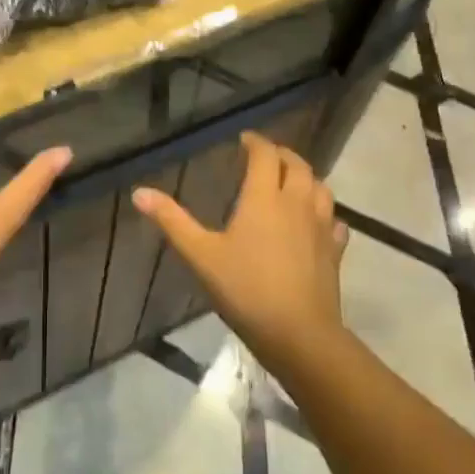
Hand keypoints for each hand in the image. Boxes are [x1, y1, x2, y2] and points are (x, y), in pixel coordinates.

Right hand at [133, 132, 348, 368]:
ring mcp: (321, 227)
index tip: (244, 140)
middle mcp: (297, 203)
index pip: (265, 155)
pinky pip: (334, 220)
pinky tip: (316, 222)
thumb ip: (172, 221)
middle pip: (297, 165)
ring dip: (305, 178)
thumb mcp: (201, 255)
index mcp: (264, 197)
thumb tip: (139, 192)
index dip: (255, 142)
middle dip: (281, 155)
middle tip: (266, 157)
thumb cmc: (246, 289)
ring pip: (320, 188)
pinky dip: (324, 212)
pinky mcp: (335, 251)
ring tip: (291, 182)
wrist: (299, 332)